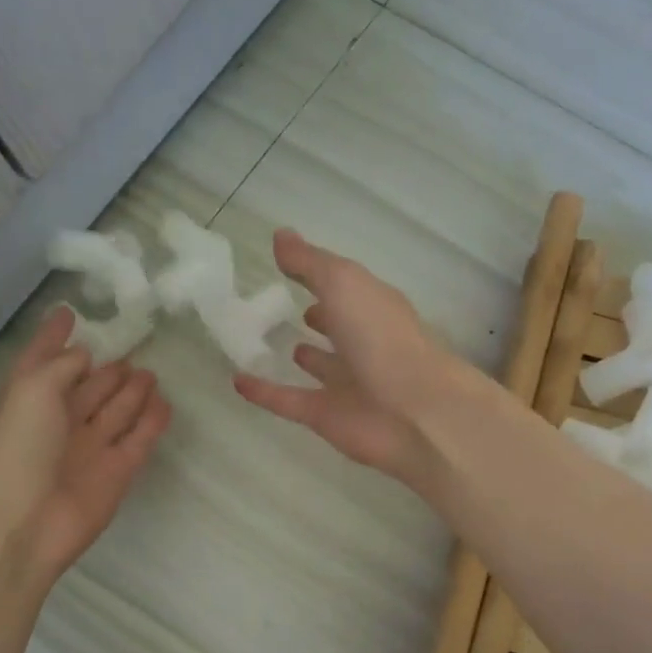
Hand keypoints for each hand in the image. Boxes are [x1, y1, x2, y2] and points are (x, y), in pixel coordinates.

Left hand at [0, 307, 170, 584]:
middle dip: (106, 369)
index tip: (70, 312)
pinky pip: (139, 438)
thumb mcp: (31, 390)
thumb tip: (85, 356)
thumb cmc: (18, 449)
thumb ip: (60, 365)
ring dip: (132, 392)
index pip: (43, 360)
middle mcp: (59, 421)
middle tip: (134, 348)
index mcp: (29, 399)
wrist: (24, 523)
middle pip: (88, 387)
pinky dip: (152, 421)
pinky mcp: (118, 471)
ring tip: (152, 372)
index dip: (54, 337)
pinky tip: (165, 403)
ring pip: (116, 411)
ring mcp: (90, 447)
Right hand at [233, 229, 456, 481]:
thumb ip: (310, 263)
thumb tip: (280, 235)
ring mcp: (348, 383)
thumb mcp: (344, 284)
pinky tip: (238, 381)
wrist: (413, 413)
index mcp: (374, 307)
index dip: (322, 275)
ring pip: (322, 366)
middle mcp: (365, 343)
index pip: (345, 286)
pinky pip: (289, 401)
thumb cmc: (382, 338)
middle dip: (319, 316)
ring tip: (271, 342)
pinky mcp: (327, 417)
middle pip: (339, 326)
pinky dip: (265, 393)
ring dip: (304, 355)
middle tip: (285, 306)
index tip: (289, 265)